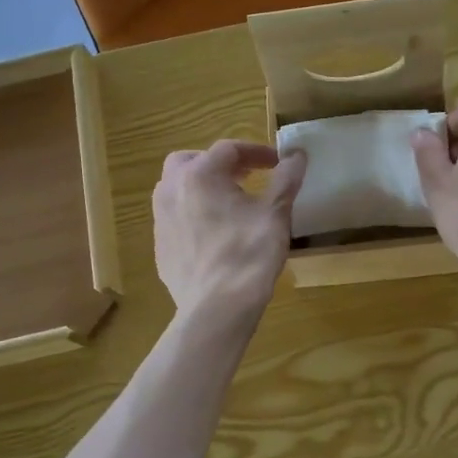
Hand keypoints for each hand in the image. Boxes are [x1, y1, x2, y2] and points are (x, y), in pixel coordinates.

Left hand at [153, 140, 306, 320]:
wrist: (216, 309)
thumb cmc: (248, 254)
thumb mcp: (275, 213)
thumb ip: (286, 179)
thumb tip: (297, 154)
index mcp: (200, 175)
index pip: (228, 149)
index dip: (256, 152)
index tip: (277, 163)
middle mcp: (172, 190)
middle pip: (192, 161)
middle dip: (219, 164)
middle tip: (246, 177)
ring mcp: (160, 219)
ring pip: (178, 188)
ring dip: (202, 186)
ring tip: (229, 203)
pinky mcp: (160, 246)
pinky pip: (175, 217)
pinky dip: (193, 213)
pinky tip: (215, 234)